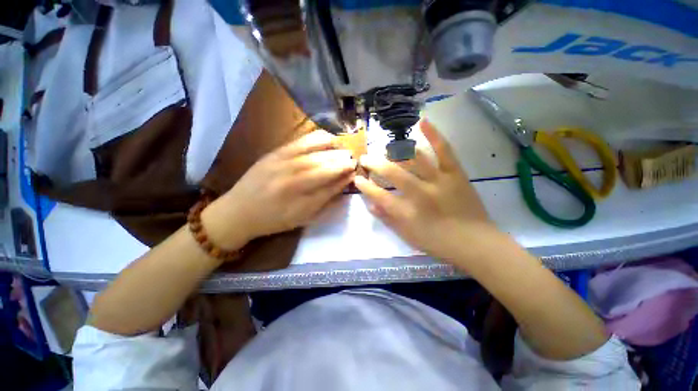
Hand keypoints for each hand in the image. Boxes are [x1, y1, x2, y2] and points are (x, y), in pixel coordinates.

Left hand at [203, 130, 355, 251]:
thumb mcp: (302, 218)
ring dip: (334, 149)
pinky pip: (302, 141)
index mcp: (300, 199)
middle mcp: (293, 178)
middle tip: (353, 160)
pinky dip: (318, 138)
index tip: (354, 172)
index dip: (345, 176)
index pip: (331, 183)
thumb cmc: (274, 219)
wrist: (238, 211)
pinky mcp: (275, 152)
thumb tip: (343, 183)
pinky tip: (328, 139)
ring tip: (343, 149)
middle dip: (343, 161)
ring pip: (316, 151)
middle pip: (326, 165)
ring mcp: (283, 162)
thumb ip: (325, 200)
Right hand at [354, 120, 496, 262]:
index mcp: (407, 212)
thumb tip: (370, 205)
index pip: (378, 195)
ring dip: (395, 151)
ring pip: (413, 158)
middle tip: (365, 159)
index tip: (357, 178)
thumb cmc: (438, 242)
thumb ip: (387, 219)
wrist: (475, 243)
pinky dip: (434, 135)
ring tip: (387, 150)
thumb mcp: (407, 236)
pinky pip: (444, 150)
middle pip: (391, 172)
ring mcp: (438, 180)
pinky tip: (422, 122)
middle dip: (373, 163)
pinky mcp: (455, 173)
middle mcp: (419, 193)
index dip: (365, 186)